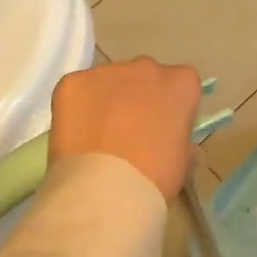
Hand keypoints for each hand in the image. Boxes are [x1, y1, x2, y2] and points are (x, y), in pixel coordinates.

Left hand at [49, 57, 202, 200]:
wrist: (104, 189)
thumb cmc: (154, 177)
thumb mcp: (183, 162)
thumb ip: (182, 141)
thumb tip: (173, 143)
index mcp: (181, 83)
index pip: (181, 85)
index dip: (171, 107)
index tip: (164, 130)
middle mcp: (147, 67)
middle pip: (145, 76)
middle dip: (139, 97)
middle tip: (130, 133)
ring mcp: (107, 71)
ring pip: (109, 81)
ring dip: (107, 100)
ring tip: (98, 137)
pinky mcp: (73, 82)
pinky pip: (77, 89)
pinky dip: (76, 107)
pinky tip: (76, 135)